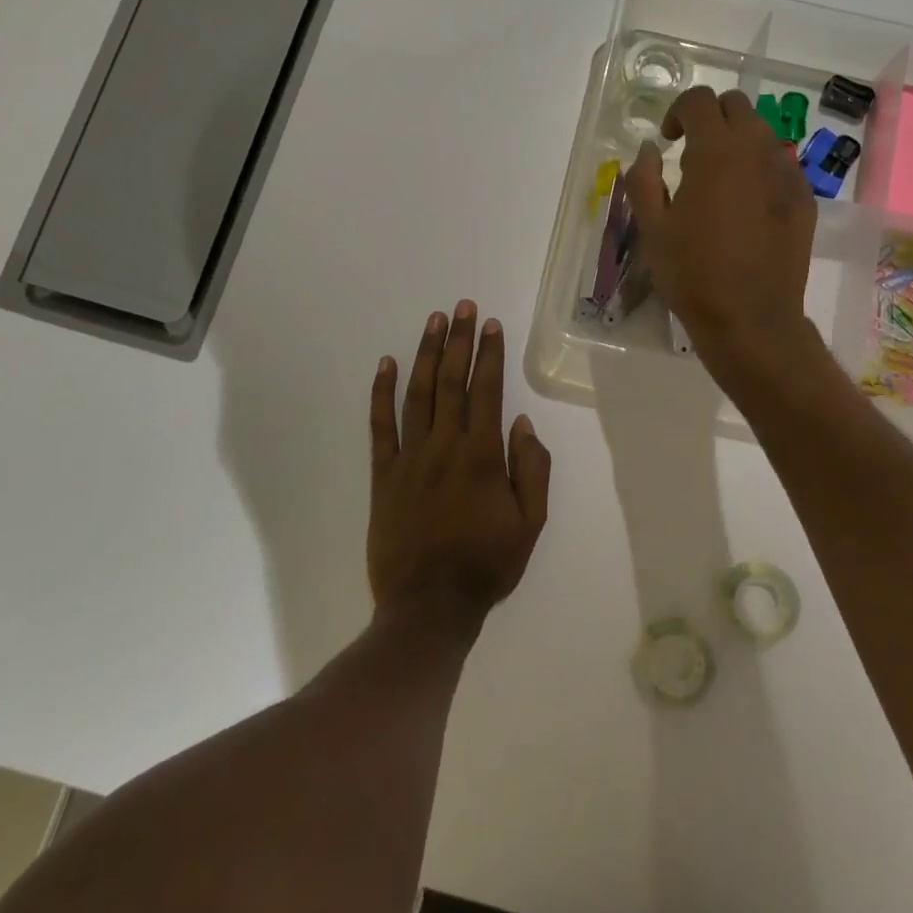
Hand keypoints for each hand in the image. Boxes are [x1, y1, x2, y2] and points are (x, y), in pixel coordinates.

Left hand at [368, 302, 550, 630]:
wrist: (429, 606)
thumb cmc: (487, 564)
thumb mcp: (530, 523)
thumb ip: (532, 469)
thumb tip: (523, 424)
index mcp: (483, 455)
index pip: (488, 391)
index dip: (490, 354)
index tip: (490, 324)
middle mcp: (445, 446)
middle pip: (451, 381)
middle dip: (459, 340)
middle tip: (462, 306)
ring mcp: (410, 458)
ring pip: (418, 394)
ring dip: (426, 354)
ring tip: (433, 321)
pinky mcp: (383, 475)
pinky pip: (380, 426)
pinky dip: (381, 392)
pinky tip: (385, 364)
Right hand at [628, 87, 817, 385]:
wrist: (751, 319)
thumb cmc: (693, 275)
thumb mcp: (653, 228)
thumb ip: (643, 178)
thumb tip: (648, 148)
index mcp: (716, 152)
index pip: (699, 100)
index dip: (677, 111)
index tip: (667, 141)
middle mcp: (757, 151)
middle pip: (737, 106)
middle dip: (710, 118)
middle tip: (691, 153)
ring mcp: (787, 174)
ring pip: (762, 133)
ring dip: (737, 141)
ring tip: (719, 180)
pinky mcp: (804, 199)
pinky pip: (780, 165)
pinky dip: (760, 168)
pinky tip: (747, 205)